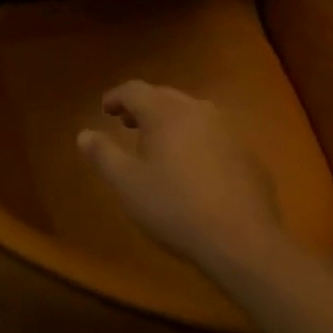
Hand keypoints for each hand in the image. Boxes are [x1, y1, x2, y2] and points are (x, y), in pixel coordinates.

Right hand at [78, 81, 286, 271]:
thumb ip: (102, 154)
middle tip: (127, 124)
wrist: (243, 242)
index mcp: (165, 112)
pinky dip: (197, 140)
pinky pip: (215, 135)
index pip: (134, 90)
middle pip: (164, 96)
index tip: (105, 110)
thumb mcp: (126, 184)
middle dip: (143, 106)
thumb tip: (84, 134)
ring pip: (192, 113)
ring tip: (160, 144)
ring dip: (171, 121)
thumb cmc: (174, 207)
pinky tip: (195, 169)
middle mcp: (197, 110)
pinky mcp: (248, 155)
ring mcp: (228, 131)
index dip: (116, 97)